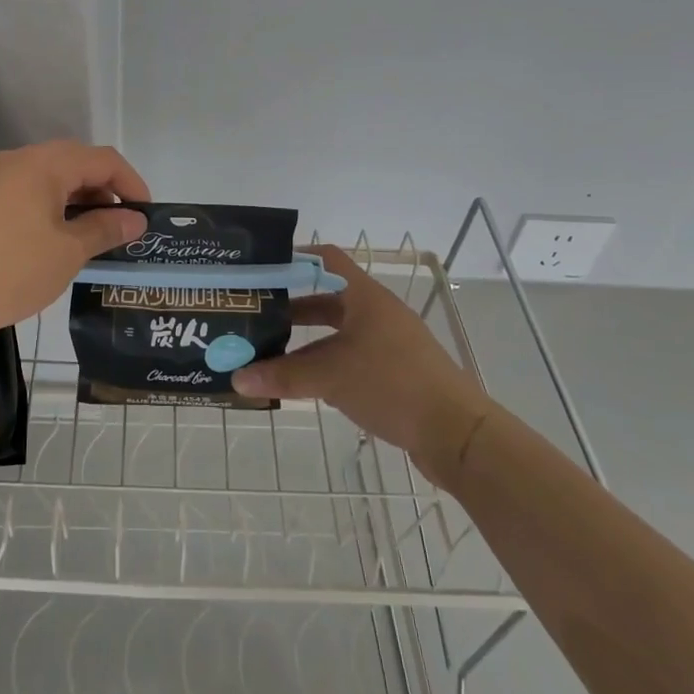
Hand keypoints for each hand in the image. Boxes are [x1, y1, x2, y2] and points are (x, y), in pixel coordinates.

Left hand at [0, 140, 149, 336]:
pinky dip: (50, 210)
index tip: (146, 216)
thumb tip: (136, 219)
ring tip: (91, 239)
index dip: (131, 183)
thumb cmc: (9, 269)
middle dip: (104, 193)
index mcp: (44, 164)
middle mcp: (18, 161)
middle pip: (75, 164)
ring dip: (77, 203)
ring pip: (49, 180)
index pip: (103, 159)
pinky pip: (26, 194)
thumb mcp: (67, 252)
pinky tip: (53, 242)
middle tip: (120, 229)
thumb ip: (105, 229)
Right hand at [232, 245, 490, 489]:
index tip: (260, 268)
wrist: (457, 434)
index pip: (325, 260)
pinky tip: (301, 381)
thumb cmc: (392, 385)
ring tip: (268, 351)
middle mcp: (377, 313)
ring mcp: (388, 344)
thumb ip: (283, 375)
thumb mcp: (331, 377)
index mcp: (365, 298)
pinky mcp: (394, 373)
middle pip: (327, 298)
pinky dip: (324, 364)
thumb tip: (236, 379)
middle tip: (255, 314)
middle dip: (291, 306)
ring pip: (337, 332)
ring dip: (305, 340)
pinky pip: (349, 358)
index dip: (293, 258)